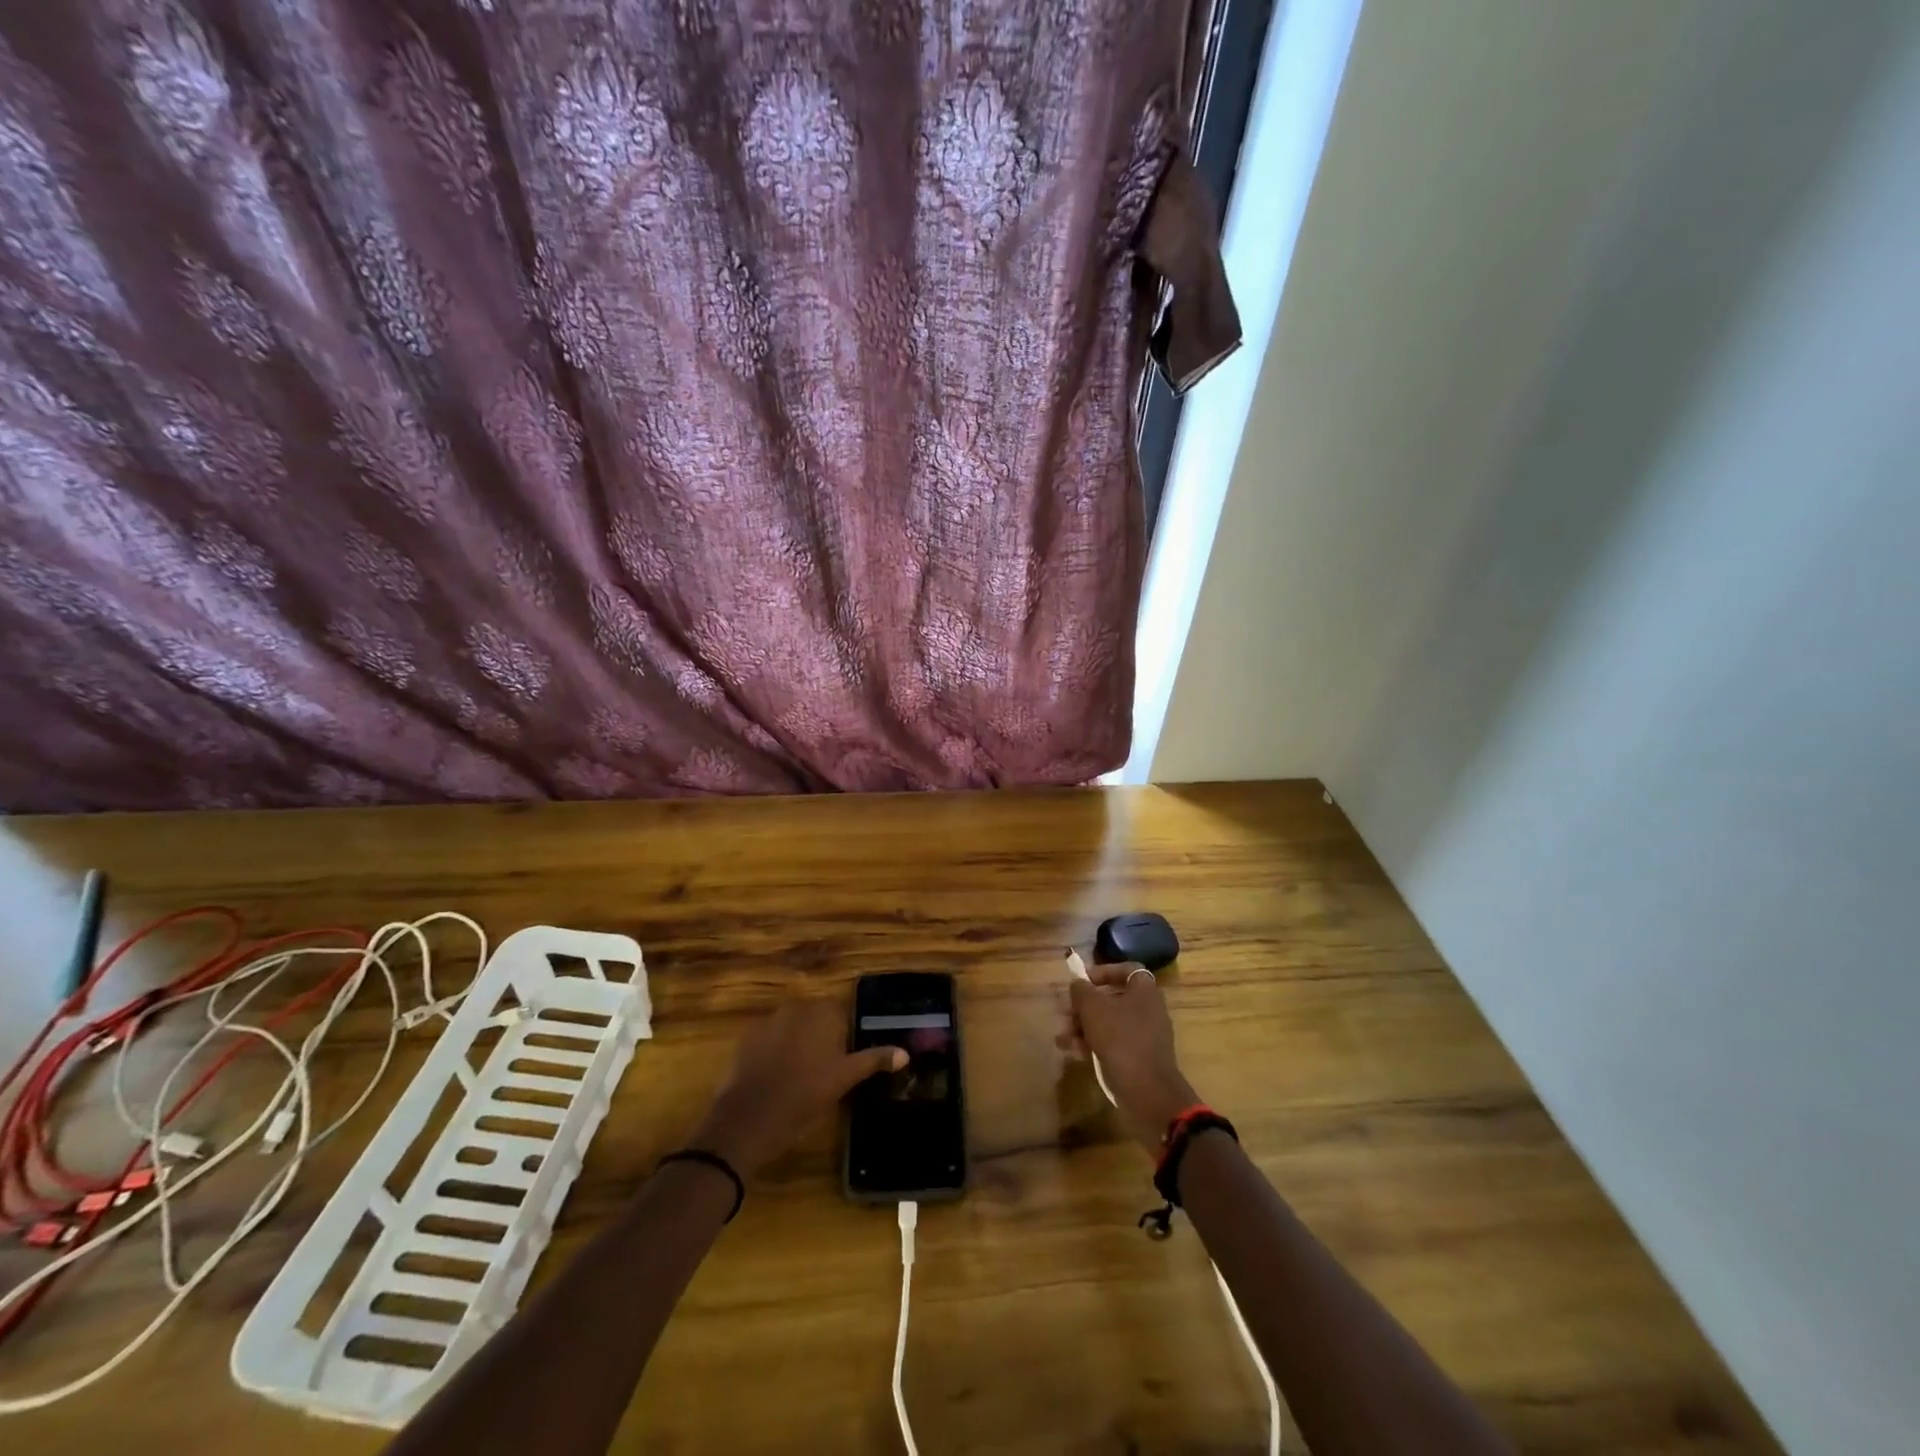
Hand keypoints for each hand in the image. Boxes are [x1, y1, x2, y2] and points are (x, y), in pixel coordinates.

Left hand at [689, 999, 904, 1176]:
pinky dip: (775, 1050)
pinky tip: (777, 1075)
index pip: (842, 1012)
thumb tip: (905, 1053)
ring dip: (799, 1041)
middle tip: (827, 1068)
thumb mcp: (844, 1079)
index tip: (847, 1057)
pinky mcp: (747, 1037)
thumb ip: (874, 1060)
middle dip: (822, 1036)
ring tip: (801, 1074)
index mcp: (822, 1012)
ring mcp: (769, 1020)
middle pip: (817, 1017)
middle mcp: (796, 1007)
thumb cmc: (804, 1096)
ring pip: (793, 1027)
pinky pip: (770, 1038)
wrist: (748, 1119)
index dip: (846, 1034)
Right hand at [1059, 958, 1200, 1154]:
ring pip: (1111, 1023)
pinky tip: (1075, 1053)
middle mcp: (1149, 1009)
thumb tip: (1077, 983)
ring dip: (1084, 1027)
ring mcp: (1147, 1035)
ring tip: (1063, 1039)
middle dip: (1085, 1006)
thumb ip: (1082, 991)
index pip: (1127, 969)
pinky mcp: (1141, 1058)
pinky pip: (1115, 1043)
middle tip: (1066, 1015)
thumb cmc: (1120, 1039)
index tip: (1084, 982)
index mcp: (1144, 991)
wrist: (1148, 1092)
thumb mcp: (1093, 1009)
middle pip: (1113, 998)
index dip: (1104, 972)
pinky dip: (1096, 1044)